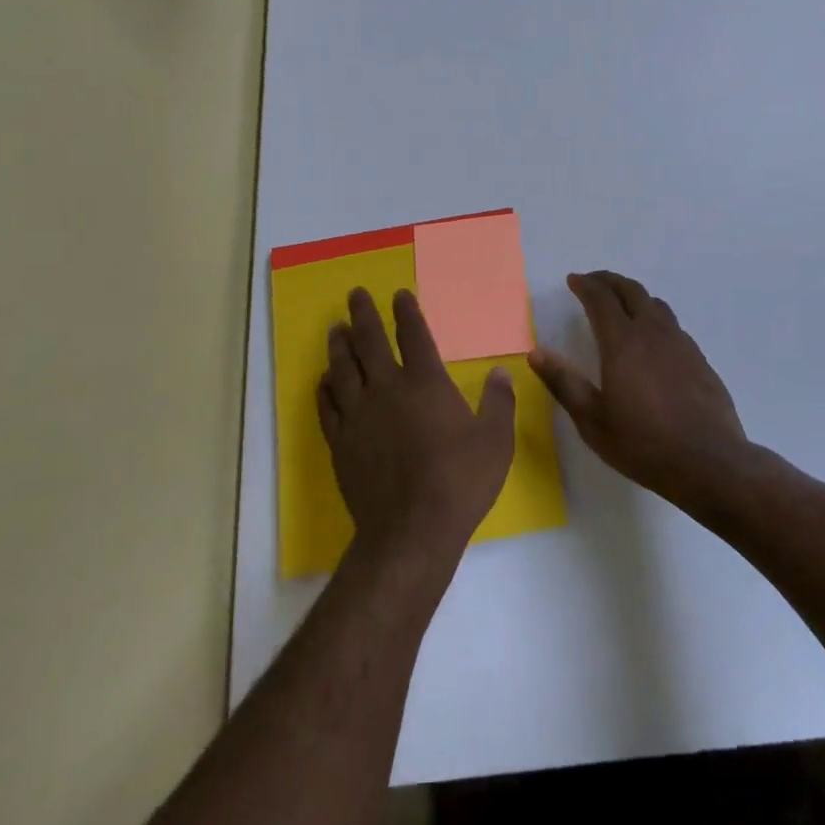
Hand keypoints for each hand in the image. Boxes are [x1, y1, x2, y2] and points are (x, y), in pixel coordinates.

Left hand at [320, 288, 516, 567]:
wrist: (412, 530)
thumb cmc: (460, 481)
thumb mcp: (495, 441)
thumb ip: (498, 403)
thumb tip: (500, 373)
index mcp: (426, 383)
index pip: (414, 335)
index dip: (406, 312)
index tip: (399, 294)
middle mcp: (388, 389)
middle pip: (370, 342)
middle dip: (363, 314)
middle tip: (355, 294)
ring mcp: (359, 415)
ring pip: (343, 369)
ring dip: (339, 345)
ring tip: (335, 328)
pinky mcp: (340, 443)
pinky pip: (327, 406)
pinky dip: (324, 388)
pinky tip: (323, 380)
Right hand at [529, 271, 751, 512]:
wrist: (709, 462)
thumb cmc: (643, 444)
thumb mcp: (593, 420)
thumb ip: (564, 383)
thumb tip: (536, 352)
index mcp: (622, 343)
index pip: (601, 299)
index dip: (585, 285)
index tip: (573, 280)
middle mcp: (653, 333)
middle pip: (631, 290)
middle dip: (609, 281)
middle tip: (593, 282)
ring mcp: (680, 343)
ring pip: (655, 304)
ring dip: (634, 296)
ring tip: (621, 304)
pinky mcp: (699, 358)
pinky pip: (672, 325)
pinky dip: (654, 318)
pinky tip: (652, 339)